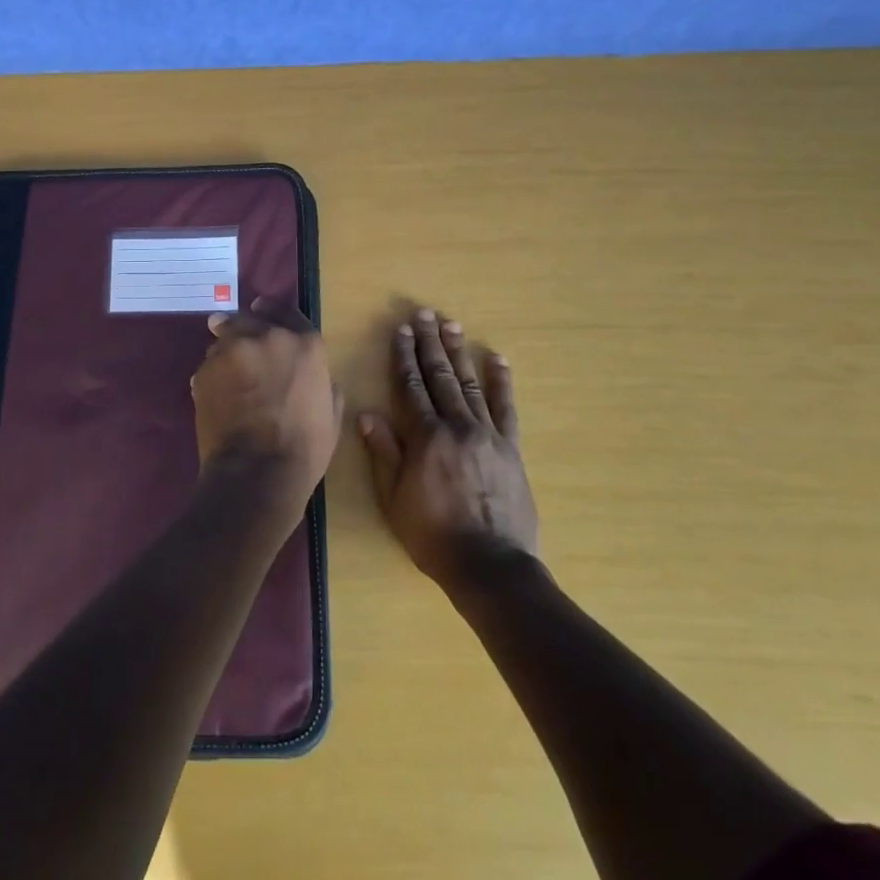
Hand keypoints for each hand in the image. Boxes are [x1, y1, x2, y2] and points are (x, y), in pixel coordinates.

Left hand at [192, 299, 342, 516]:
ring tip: (228, 375)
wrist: (257, 471)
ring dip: (227, 351)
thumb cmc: (304, 448)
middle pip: (249, 318)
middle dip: (244, 329)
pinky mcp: (205, 369)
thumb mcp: (331, 414)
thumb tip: (318, 379)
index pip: (286, 311)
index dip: (273, 312)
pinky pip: (208, 364)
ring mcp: (232, 350)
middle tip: (242, 346)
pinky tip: (217, 396)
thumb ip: (323, 384)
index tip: (262, 313)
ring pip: (224, 338)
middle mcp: (267, 336)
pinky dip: (212, 375)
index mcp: (304, 343)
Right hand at [360, 308, 538, 591]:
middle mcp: (457, 426)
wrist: (491, 565)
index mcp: (425, 437)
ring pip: (470, 384)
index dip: (404, 356)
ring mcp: (488, 434)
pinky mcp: (511, 447)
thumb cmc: (433, 535)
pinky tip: (498, 359)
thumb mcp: (395, 499)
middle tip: (426, 314)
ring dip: (460, 353)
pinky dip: (502, 382)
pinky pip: (506, 408)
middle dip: (431, 343)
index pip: (411, 386)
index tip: (401, 330)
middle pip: (441, 376)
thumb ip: (384, 453)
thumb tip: (368, 414)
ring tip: (452, 325)